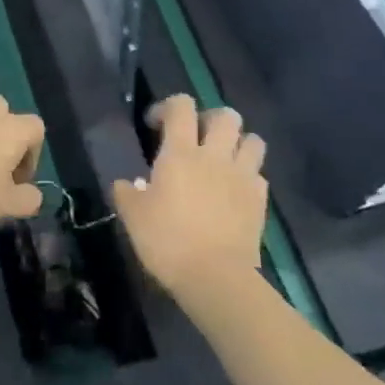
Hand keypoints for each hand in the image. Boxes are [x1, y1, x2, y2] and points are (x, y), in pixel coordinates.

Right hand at [113, 95, 265, 296]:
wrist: (216, 277)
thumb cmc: (167, 240)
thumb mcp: (133, 216)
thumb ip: (126, 193)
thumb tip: (125, 183)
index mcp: (180, 153)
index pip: (181, 106)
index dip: (167, 107)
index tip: (155, 126)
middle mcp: (214, 156)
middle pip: (226, 115)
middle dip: (210, 118)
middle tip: (196, 137)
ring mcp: (242, 176)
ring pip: (252, 140)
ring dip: (238, 142)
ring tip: (223, 158)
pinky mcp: (260, 200)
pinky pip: (259, 174)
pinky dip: (248, 175)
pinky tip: (235, 190)